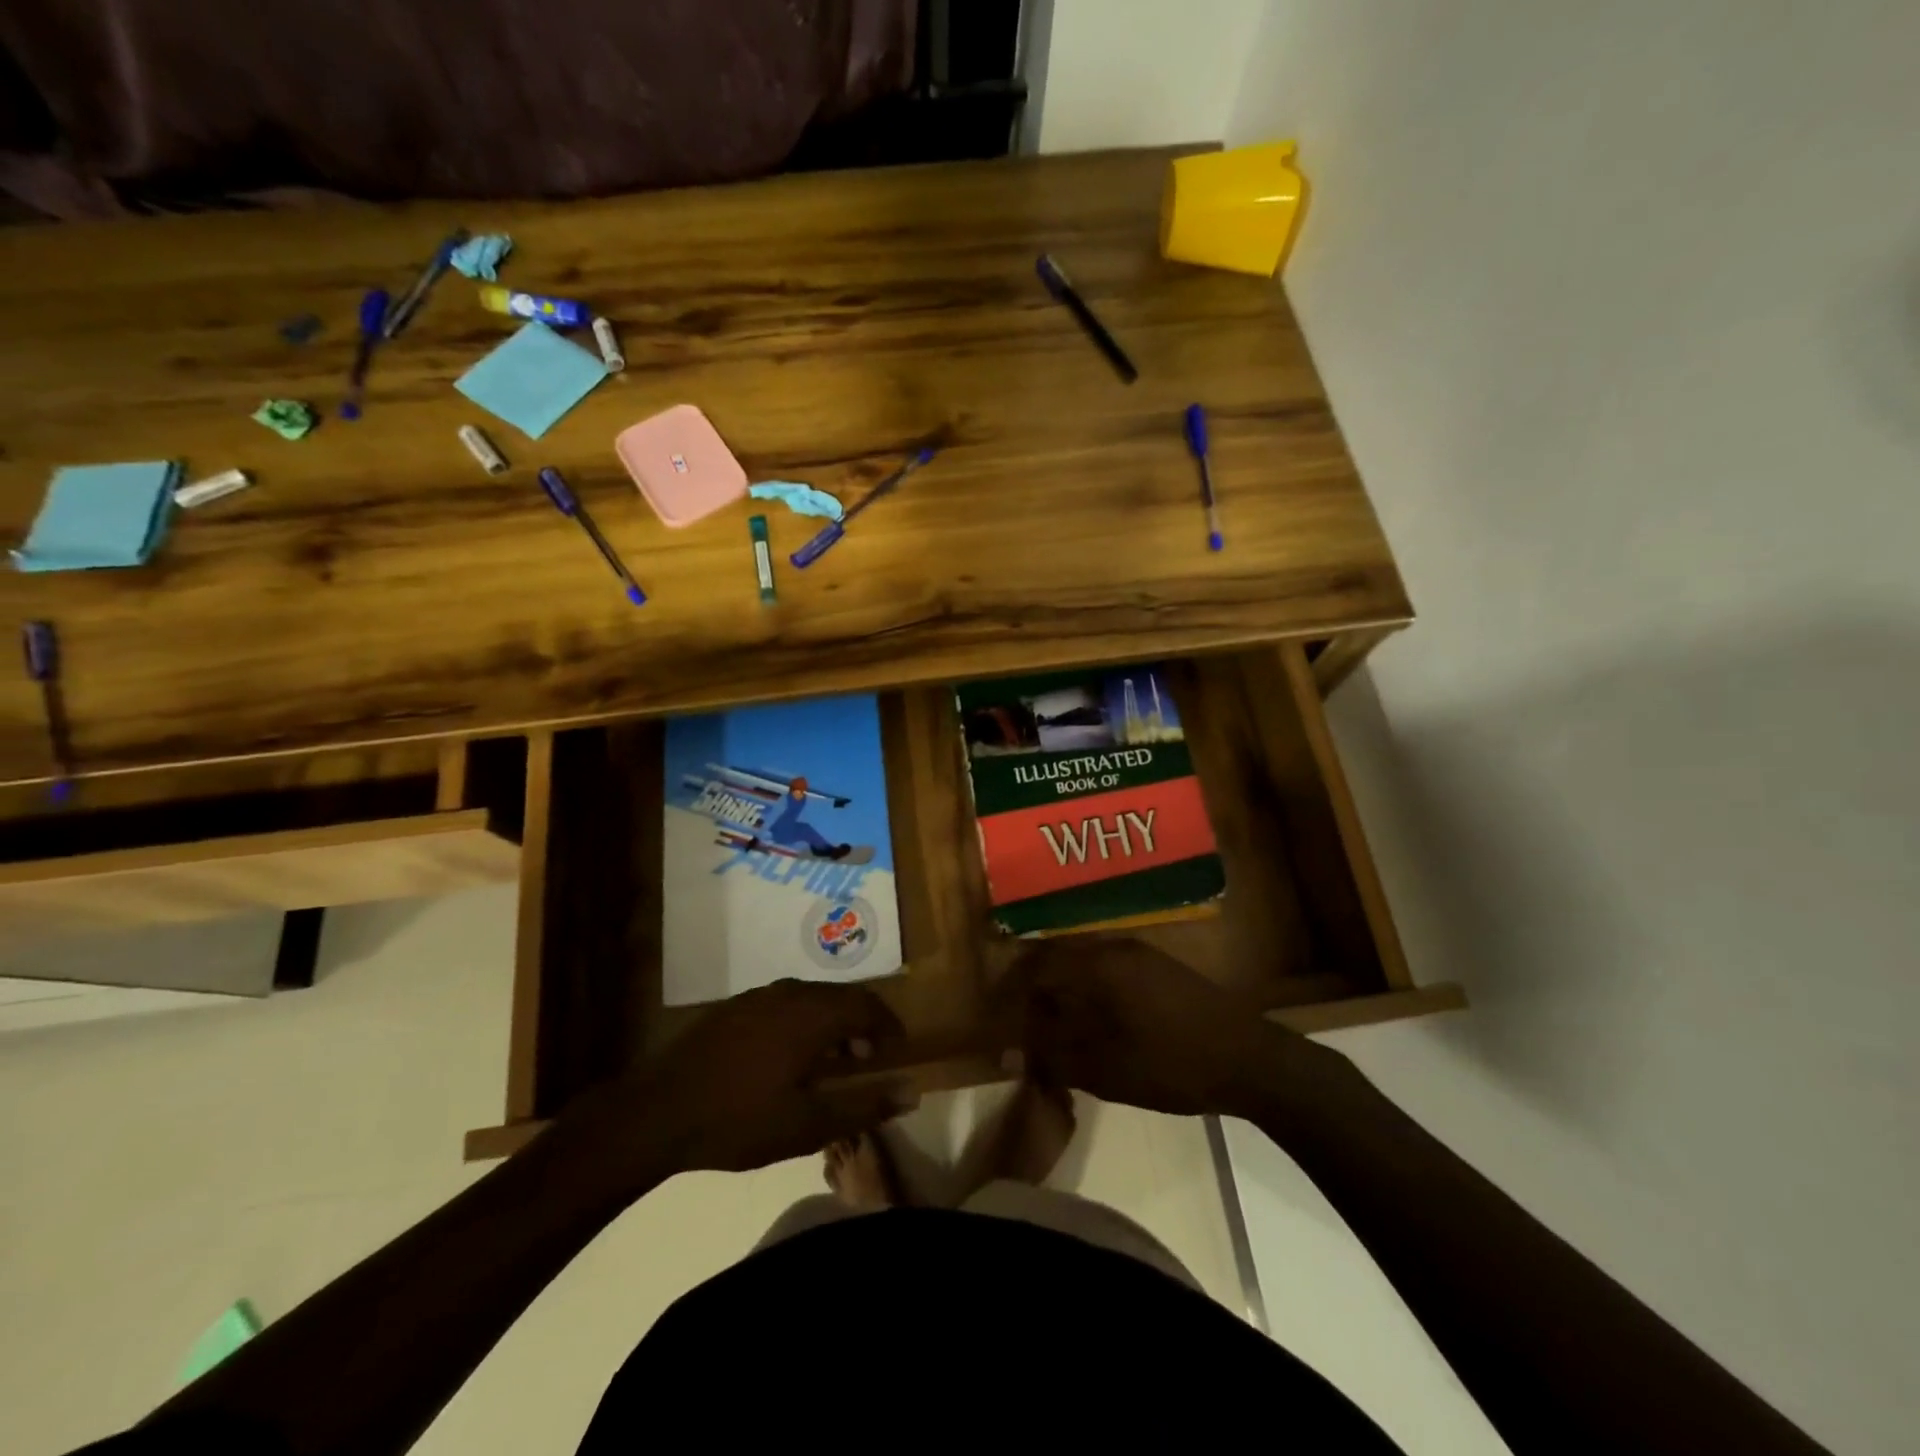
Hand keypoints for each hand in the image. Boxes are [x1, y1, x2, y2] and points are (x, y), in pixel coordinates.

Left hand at [564, 980, 918, 1178]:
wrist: (657, 1113)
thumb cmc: (740, 1120)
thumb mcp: (808, 1125)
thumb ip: (864, 1106)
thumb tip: (912, 1092)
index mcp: (813, 1014)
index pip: (868, 1005)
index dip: (888, 1026)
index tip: (896, 1051)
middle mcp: (790, 992)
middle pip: (842, 996)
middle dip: (863, 1022)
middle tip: (868, 1058)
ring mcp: (758, 996)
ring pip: (812, 996)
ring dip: (832, 1020)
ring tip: (832, 1058)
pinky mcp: (735, 1006)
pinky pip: (786, 1001)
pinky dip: (804, 1019)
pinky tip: (789, 1054)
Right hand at [991, 938, 1348, 1118]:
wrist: (1249, 1059)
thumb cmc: (1171, 1064)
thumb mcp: (1104, 1069)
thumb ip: (1052, 1056)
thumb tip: (1007, 1052)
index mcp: (1097, 965)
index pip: (1036, 968)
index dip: (1012, 994)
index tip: (1000, 1023)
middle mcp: (1113, 948)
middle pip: (1057, 958)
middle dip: (1033, 988)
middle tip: (1021, 1024)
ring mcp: (1139, 954)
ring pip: (1082, 962)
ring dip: (1061, 989)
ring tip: (1051, 1026)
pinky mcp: (1158, 967)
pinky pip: (1105, 968)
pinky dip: (1086, 989)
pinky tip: (1090, 1020)